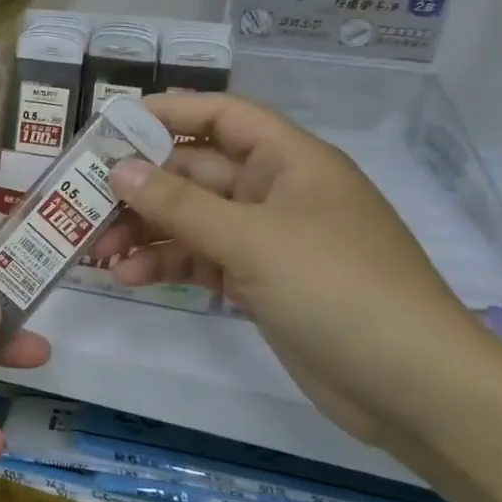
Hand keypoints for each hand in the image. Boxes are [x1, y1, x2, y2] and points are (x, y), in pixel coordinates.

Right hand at [97, 92, 487, 445]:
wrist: (415, 388)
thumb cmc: (339, 289)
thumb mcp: (252, 240)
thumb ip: (179, 203)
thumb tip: (118, 169)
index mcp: (290, 161)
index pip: (222, 116)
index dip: (168, 113)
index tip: (110, 126)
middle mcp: (276, 192)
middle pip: (195, 172)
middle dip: (142, 187)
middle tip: (85, 203)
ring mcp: (268, 240)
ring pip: (192, 219)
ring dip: (146, 231)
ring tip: (99, 251)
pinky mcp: (260, 282)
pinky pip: (202, 259)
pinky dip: (167, 265)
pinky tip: (130, 278)